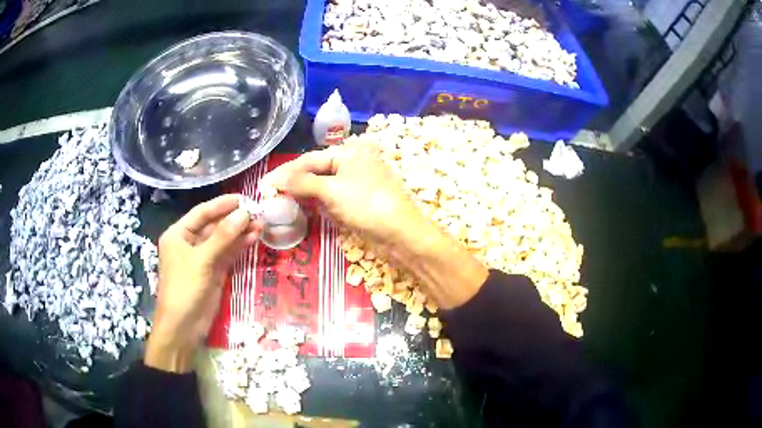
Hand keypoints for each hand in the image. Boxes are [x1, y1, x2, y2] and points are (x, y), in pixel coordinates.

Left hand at [145, 195, 261, 371]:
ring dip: (240, 233)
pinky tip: (253, 238)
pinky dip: (239, 247)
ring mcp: (203, 258)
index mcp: (178, 234)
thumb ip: (223, 236)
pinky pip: (228, 255)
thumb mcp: (202, 260)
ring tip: (261, 224)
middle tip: (258, 212)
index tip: (244, 198)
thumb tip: (244, 213)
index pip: (202, 213)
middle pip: (214, 226)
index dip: (222, 204)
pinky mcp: (214, 272)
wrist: (183, 327)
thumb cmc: (184, 288)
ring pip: (223, 240)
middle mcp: (190, 243)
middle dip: (234, 219)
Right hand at [265, 146, 487, 308]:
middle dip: (295, 183)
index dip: (287, 172)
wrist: (400, 234)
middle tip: (271, 194)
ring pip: (325, 186)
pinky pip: (334, 199)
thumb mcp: (332, 191)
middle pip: (317, 172)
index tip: (266, 183)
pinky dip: (319, 203)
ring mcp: (358, 184)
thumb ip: (303, 183)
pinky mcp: (360, 202)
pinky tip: (305, 208)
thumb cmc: (367, 205)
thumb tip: (278, 179)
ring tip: (283, 201)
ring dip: (305, 194)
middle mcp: (354, 163)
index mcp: (350, 153)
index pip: (311, 160)